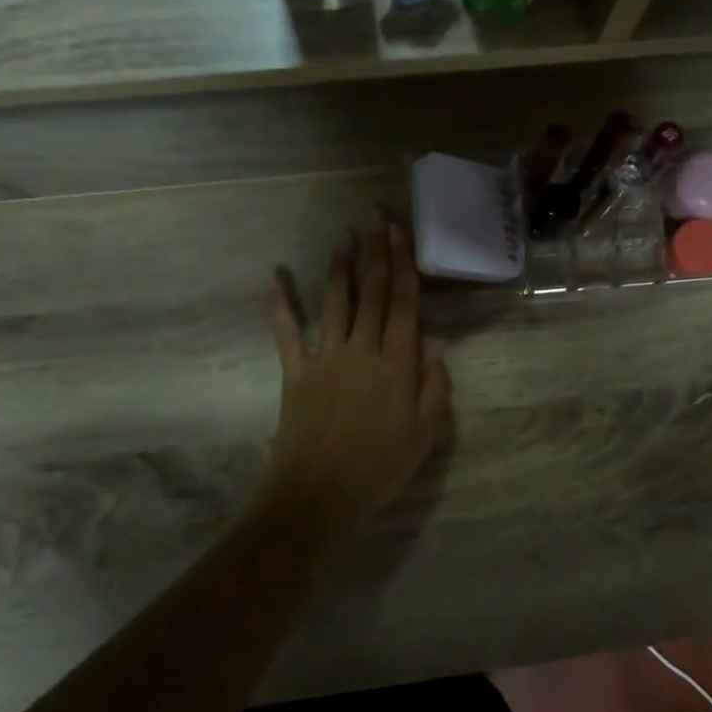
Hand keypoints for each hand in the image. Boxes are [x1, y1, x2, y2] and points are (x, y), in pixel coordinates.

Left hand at [262, 220, 451, 519]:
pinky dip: (280, 303)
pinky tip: (275, 276)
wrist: (319, 494)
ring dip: (340, 267)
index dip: (403, 265)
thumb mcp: (424, 434)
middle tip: (377, 217)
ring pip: (335, 302)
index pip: (403, 304)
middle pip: (371, 293)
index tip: (401, 232)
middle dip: (376, 252)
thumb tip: (436, 342)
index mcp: (396, 364)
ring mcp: (325, 357)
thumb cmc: (379, 468)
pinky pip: (286, 331)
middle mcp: (362, 350)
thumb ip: (434, 385)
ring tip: (344, 237)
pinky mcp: (295, 371)